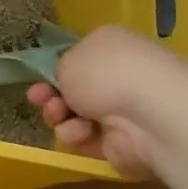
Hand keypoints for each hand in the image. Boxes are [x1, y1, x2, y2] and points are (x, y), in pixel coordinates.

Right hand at [26, 25, 185, 179]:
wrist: (149, 116)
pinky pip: (85, 139)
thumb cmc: (106, 74)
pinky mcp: (121, 141)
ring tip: (60, 116)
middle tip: (39, 99)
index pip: (77, 58)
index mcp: (110, 46)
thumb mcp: (68, 59)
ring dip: (60, 116)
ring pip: (73, 115)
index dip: (53, 70)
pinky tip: (81, 133)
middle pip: (72, 89)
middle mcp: (118, 76)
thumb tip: (68, 82)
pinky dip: (77, 136)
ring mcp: (121, 110)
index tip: (38, 80)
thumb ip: (59, 70)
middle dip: (50, 96)